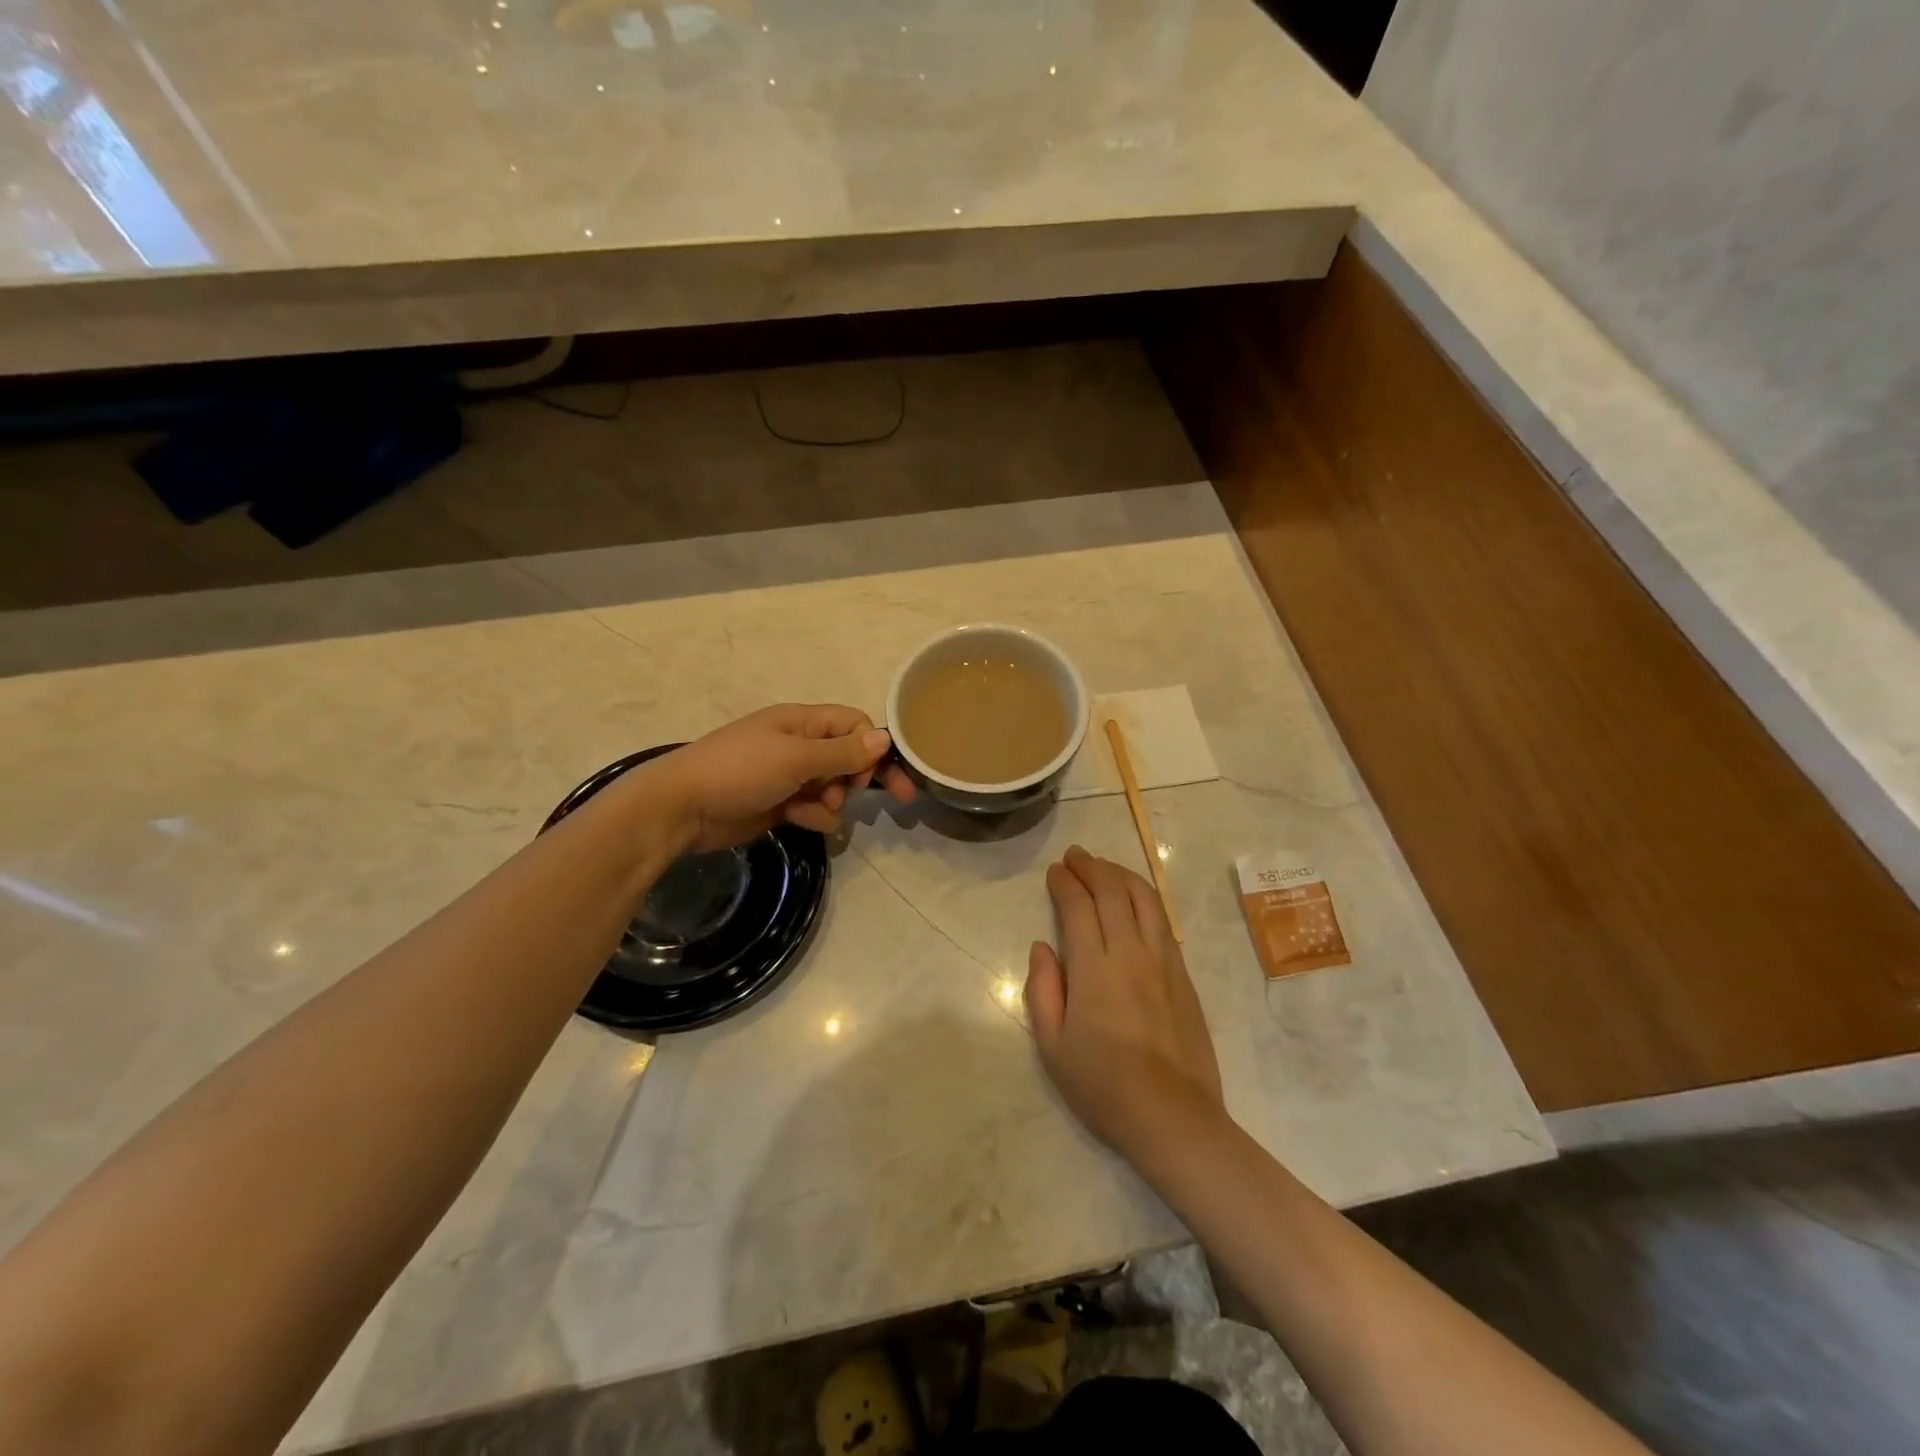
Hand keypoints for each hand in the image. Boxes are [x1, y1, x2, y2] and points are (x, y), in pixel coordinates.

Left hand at [639, 704, 915, 853]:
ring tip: (818, 808)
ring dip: (835, 800)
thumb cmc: (740, 770)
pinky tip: (801, 821)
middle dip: (861, 776)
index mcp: (803, 721)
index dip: (873, 747)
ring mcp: (789, 775)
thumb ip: (843, 752)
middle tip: (896, 798)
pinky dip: (815, 816)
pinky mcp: (781, 804)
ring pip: (834, 787)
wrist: (682, 809)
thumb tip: (886, 738)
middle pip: (849, 756)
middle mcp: (800, 744)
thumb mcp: (796, 758)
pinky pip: (815, 809)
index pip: (854, 724)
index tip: (881, 773)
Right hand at [1025, 846, 1225, 1163]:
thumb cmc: (1103, 1085)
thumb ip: (1043, 989)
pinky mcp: (1184, 975)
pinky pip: (1163, 921)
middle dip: (1092, 867)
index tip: (1055, 871)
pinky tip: (1136, 900)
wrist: (1173, 1116)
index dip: (1065, 882)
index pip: (1079, 907)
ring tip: (1105, 867)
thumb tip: (1042, 947)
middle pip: (1113, 892)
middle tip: (1075, 856)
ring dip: (1122, 875)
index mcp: (1094, 968)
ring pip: (1145, 899)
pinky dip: (1146, 898)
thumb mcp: (1053, 1046)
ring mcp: (1163, 961)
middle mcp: (1131, 953)